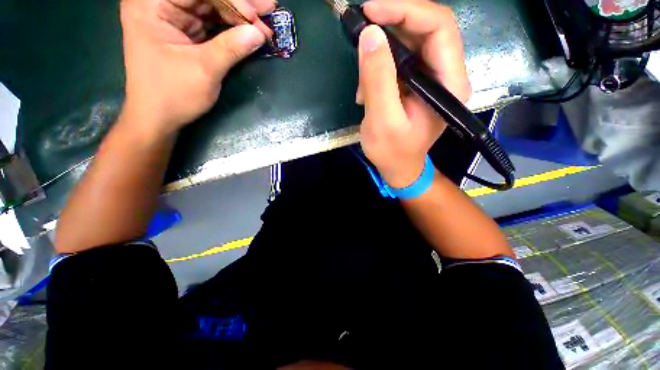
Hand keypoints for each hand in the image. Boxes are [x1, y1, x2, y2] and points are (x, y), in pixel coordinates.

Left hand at [119, 0, 275, 139]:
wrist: (158, 118)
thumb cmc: (173, 95)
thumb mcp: (204, 70)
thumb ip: (231, 48)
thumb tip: (260, 34)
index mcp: (151, 4)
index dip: (231, 0)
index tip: (255, 17)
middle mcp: (160, 4)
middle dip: (239, 4)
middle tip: (268, 8)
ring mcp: (173, 16)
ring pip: (212, 6)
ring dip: (240, 15)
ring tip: (265, 20)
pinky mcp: (184, 31)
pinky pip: (212, 21)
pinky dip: (233, 26)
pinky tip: (250, 29)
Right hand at [357, 0, 471, 187]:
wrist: (398, 168)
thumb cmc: (392, 152)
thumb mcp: (382, 121)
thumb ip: (378, 80)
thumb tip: (370, 35)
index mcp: (449, 84)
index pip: (438, 27)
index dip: (405, 10)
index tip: (371, 11)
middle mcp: (446, 75)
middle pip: (425, 29)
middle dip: (392, 23)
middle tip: (361, 28)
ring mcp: (431, 79)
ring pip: (410, 43)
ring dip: (382, 52)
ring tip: (362, 78)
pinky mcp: (416, 84)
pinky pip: (400, 61)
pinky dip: (380, 67)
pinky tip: (366, 89)